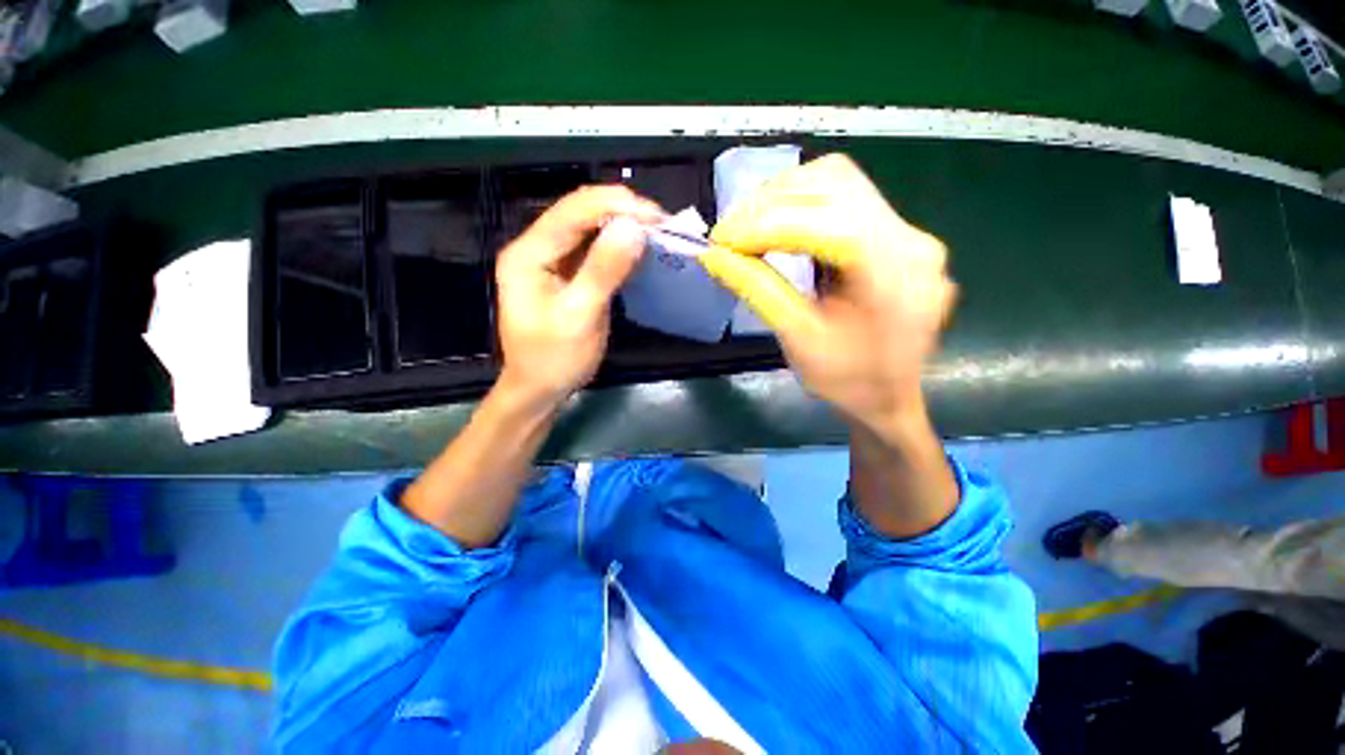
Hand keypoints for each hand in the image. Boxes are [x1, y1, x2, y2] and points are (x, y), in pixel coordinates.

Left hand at [494, 186, 664, 409]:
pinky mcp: (565, 273)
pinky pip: (593, 248)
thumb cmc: (555, 359)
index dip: (615, 205)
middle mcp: (535, 248)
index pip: (573, 211)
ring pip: (588, 227)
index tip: (656, 216)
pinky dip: (618, 244)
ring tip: (656, 231)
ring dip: (622, 224)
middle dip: (622, 211)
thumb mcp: (580, 317)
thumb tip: (634, 228)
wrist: (539, 389)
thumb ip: (604, 270)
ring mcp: (550, 260)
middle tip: (662, 223)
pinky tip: (638, 247)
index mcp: (528, 254)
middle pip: (579, 212)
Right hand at [703, 154, 956, 439]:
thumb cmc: (846, 381)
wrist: (890, 397)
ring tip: (746, 228)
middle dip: (770, 203)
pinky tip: (776, 227)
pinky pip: (846, 198)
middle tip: (729, 233)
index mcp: (894, 276)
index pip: (827, 224)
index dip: (765, 225)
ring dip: (784, 197)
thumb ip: (756, 289)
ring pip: (839, 181)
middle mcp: (912, 240)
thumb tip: (712, 255)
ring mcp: (910, 233)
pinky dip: (801, 205)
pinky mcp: (899, 235)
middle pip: (836, 184)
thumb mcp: (797, 339)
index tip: (720, 240)